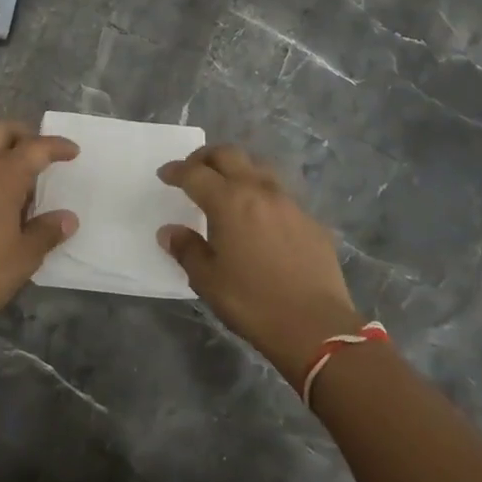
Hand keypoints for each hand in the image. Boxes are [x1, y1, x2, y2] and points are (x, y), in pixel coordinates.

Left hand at [0, 120, 79, 344]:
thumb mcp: (25, 256)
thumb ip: (47, 231)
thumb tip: (67, 218)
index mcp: (0, 177)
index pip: (34, 148)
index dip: (56, 146)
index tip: (73, 151)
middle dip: (23, 135)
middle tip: (41, 156)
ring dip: (2, 158)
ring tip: (21, 190)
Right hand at [158, 145, 363, 388]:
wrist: (316, 326)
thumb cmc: (252, 302)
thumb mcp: (208, 280)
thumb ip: (186, 249)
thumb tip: (170, 231)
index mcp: (229, 202)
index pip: (195, 173)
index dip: (177, 170)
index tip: (165, 174)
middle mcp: (259, 191)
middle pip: (229, 155)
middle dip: (206, 157)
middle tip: (193, 170)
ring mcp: (289, 203)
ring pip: (259, 168)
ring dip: (238, 169)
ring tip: (228, 187)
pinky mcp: (311, 220)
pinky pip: (281, 194)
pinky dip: (262, 194)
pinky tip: (260, 217)